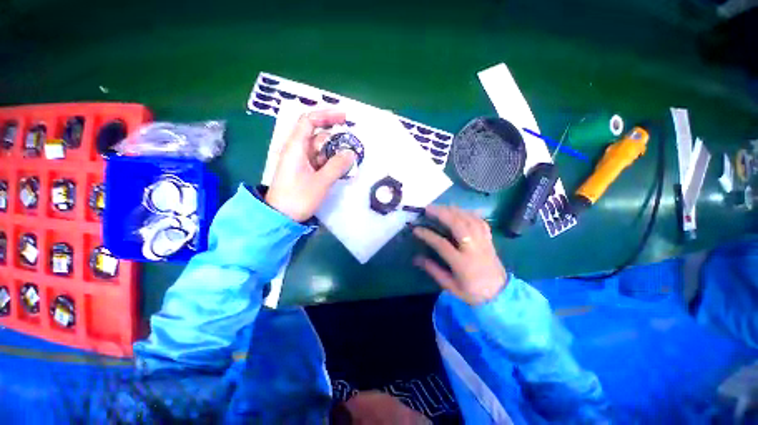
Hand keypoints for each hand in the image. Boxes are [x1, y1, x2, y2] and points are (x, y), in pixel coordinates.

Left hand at [265, 110, 355, 221]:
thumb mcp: (321, 181)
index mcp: (296, 147)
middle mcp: (297, 150)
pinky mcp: (304, 172)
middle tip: (353, 146)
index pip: (309, 121)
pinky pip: (320, 161)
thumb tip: (351, 153)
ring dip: (335, 153)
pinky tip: (342, 169)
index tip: (344, 118)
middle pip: (317, 136)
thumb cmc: (298, 197)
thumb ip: (337, 166)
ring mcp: (301, 162)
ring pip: (320, 150)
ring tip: (350, 161)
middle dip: (335, 139)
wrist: (281, 217)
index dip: (326, 116)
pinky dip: (331, 162)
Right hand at [413, 206, 506, 304]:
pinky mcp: (489, 239)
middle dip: (442, 214)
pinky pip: (480, 221)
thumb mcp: (450, 287)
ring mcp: (483, 242)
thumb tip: (416, 258)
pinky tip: (459, 211)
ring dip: (454, 210)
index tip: (416, 229)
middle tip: (428, 208)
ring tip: (441, 207)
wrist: (500, 295)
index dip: (428, 235)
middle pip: (458, 225)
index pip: (442, 244)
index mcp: (462, 263)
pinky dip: (468, 213)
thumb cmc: (473, 292)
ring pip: (469, 220)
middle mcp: (473, 249)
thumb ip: (433, 270)